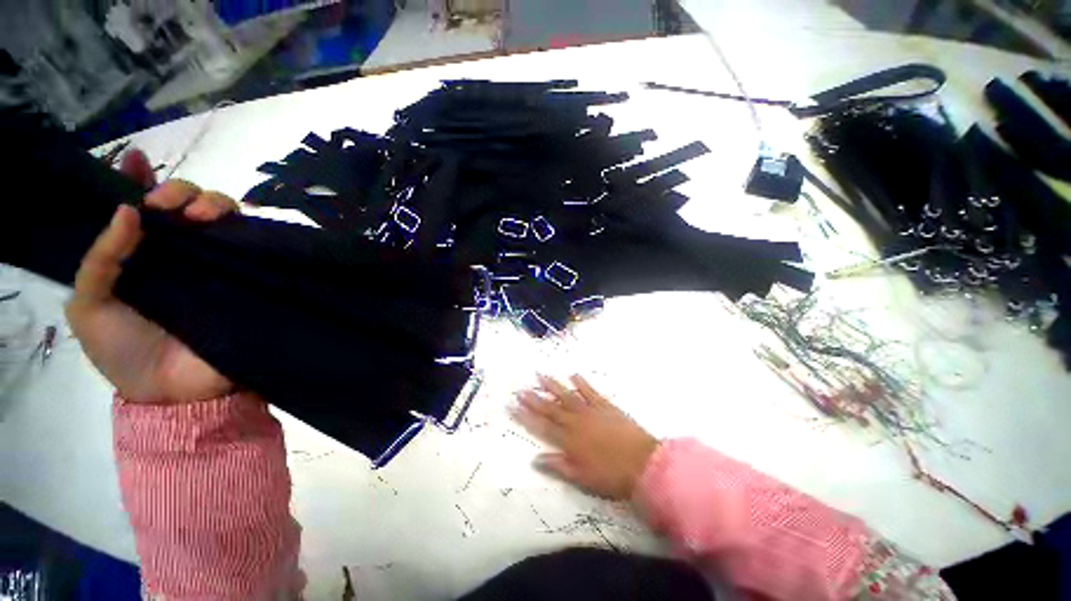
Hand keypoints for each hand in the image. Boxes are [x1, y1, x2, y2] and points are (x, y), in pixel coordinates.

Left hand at [65, 149, 239, 402]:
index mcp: (139, 255)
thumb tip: (129, 212)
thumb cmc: (123, 352)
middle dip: (177, 190)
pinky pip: (250, 244)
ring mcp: (216, 264)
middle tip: (165, 206)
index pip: (139, 207)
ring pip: (223, 217)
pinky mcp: (246, 277)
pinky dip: (244, 226)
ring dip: (212, 202)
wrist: (174, 393)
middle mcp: (179, 252)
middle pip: (185, 203)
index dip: (138, 179)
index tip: (136, 161)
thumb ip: (101, 259)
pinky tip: (231, 222)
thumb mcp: (89, 306)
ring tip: (199, 216)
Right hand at [511, 374, 659, 500]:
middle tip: (521, 388)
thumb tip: (535, 458)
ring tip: (540, 376)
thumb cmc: (611, 475)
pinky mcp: (605, 405)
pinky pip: (590, 391)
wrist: (643, 463)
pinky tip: (573, 374)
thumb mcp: (582, 477)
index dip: (526, 416)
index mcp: (569, 440)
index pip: (542, 426)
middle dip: (534, 399)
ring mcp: (591, 411)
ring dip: (553, 386)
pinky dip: (581, 383)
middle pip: (551, 408)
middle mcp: (576, 422)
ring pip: (567, 396)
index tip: (513, 406)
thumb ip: (558, 465)